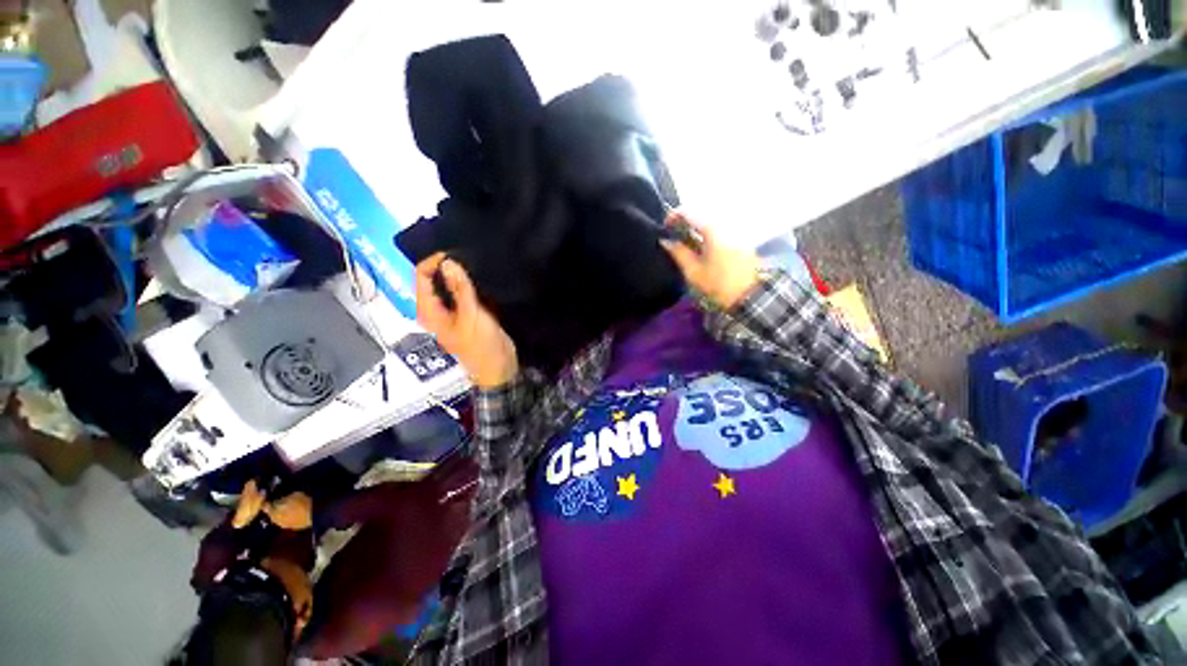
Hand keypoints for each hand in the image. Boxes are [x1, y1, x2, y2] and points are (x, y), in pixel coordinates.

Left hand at [416, 253, 517, 388]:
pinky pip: (465, 293)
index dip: (433, 262)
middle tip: (465, 253)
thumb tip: (448, 262)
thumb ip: (460, 289)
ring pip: (451, 286)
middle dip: (447, 266)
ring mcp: (453, 312)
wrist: (499, 368)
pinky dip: (470, 283)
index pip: (421, 277)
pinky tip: (482, 276)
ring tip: (474, 260)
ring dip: (460, 274)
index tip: (454, 253)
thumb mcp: (472, 315)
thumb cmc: (481, 346)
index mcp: (430, 311)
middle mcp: (437, 309)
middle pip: (434, 280)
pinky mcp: (469, 313)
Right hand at [660, 211, 761, 309]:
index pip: (689, 211)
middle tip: (672, 235)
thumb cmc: (719, 285)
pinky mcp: (741, 239)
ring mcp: (735, 230)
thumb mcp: (693, 271)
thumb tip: (665, 240)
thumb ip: (678, 253)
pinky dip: (707, 233)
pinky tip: (700, 247)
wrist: (751, 296)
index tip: (664, 228)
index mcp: (712, 229)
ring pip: (710, 222)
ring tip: (684, 242)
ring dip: (695, 228)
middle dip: (684, 221)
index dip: (673, 216)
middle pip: (700, 214)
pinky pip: (719, 229)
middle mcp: (725, 224)